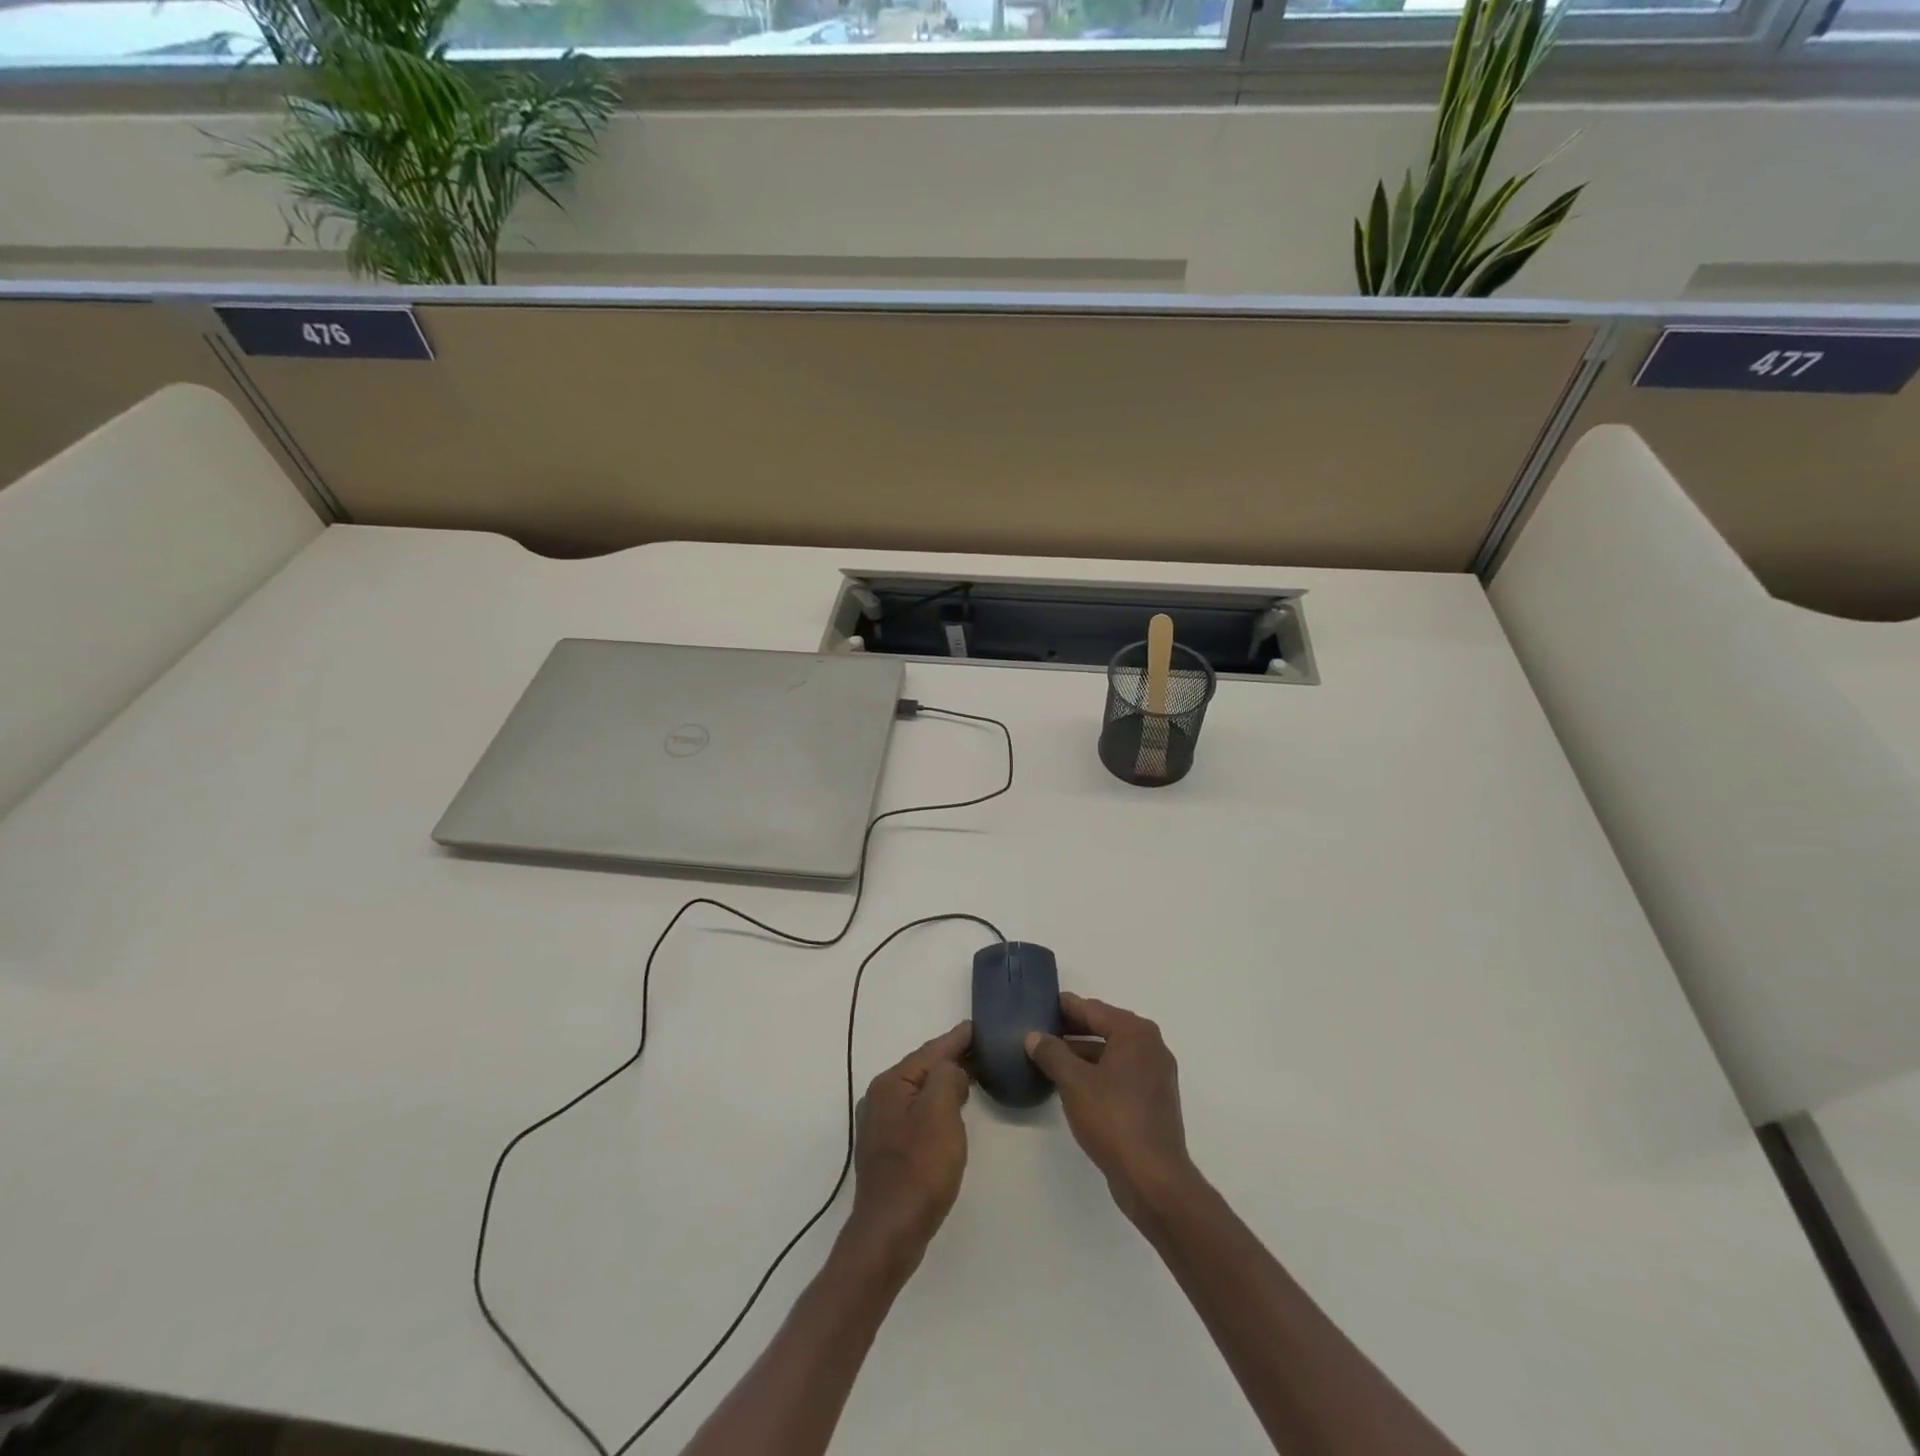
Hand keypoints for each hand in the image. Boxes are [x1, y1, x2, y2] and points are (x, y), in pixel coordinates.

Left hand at [845, 1021, 972, 1274]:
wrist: (890, 1232)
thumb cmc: (919, 1168)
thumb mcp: (940, 1113)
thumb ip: (947, 1077)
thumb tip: (952, 1070)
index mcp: (891, 1084)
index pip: (930, 1051)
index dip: (956, 1039)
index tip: (978, 1026)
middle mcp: (880, 1098)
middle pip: (922, 1068)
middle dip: (951, 1058)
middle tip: (983, 1050)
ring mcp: (881, 1125)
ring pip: (920, 1091)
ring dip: (945, 1082)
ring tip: (972, 1074)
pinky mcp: (888, 1148)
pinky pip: (918, 1112)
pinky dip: (937, 1104)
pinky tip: (952, 1110)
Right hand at [1025, 994, 1194, 1225]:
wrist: (1153, 1178)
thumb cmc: (1113, 1119)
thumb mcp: (1074, 1082)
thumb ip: (1052, 1054)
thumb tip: (1034, 1036)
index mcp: (1135, 1033)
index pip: (1093, 1009)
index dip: (1065, 1007)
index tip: (1041, 1004)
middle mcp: (1151, 1046)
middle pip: (1104, 1028)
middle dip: (1073, 1030)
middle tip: (1041, 1030)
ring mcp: (1155, 1074)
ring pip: (1112, 1053)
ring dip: (1083, 1053)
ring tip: (1051, 1058)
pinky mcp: (1154, 1100)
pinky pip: (1120, 1074)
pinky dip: (1098, 1072)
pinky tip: (1074, 1084)